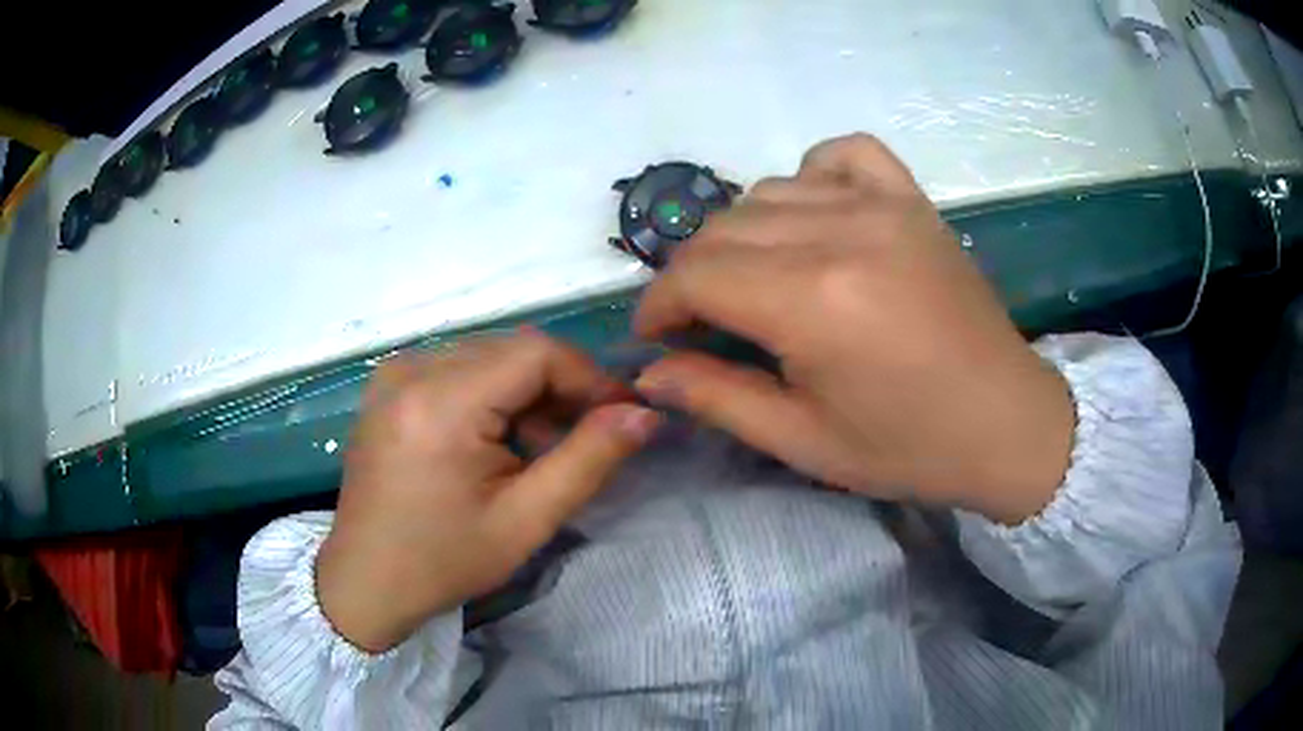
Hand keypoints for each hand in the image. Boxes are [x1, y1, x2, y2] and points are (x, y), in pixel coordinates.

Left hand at [316, 332, 660, 652]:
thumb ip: (589, 460)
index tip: (622, 415)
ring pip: (487, 356)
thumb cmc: (444, 560)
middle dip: (560, 386)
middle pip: (511, 350)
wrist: (366, 581)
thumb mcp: (525, 521)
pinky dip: (491, 394)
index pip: (536, 352)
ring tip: (542, 446)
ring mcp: (394, 373)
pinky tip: (498, 439)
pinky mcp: (388, 385)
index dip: (589, 377)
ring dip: (526, 391)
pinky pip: (457, 368)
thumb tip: (644, 414)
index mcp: (440, 402)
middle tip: (589, 435)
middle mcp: (411, 370)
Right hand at [633, 134, 1073, 523]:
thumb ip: (717, 397)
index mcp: (813, 302)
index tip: (654, 336)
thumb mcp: (804, 441)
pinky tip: (814, 214)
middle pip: (723, 229)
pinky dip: (811, 175)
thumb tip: (648, 372)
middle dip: (692, 275)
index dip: (659, 305)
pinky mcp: (912, 199)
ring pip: (769, 191)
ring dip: (741, 235)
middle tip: (701, 321)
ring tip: (756, 280)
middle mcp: (841, 233)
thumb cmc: (908, 447)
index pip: (695, 275)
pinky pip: (841, 154)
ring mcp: (882, 205)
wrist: (1007, 423)